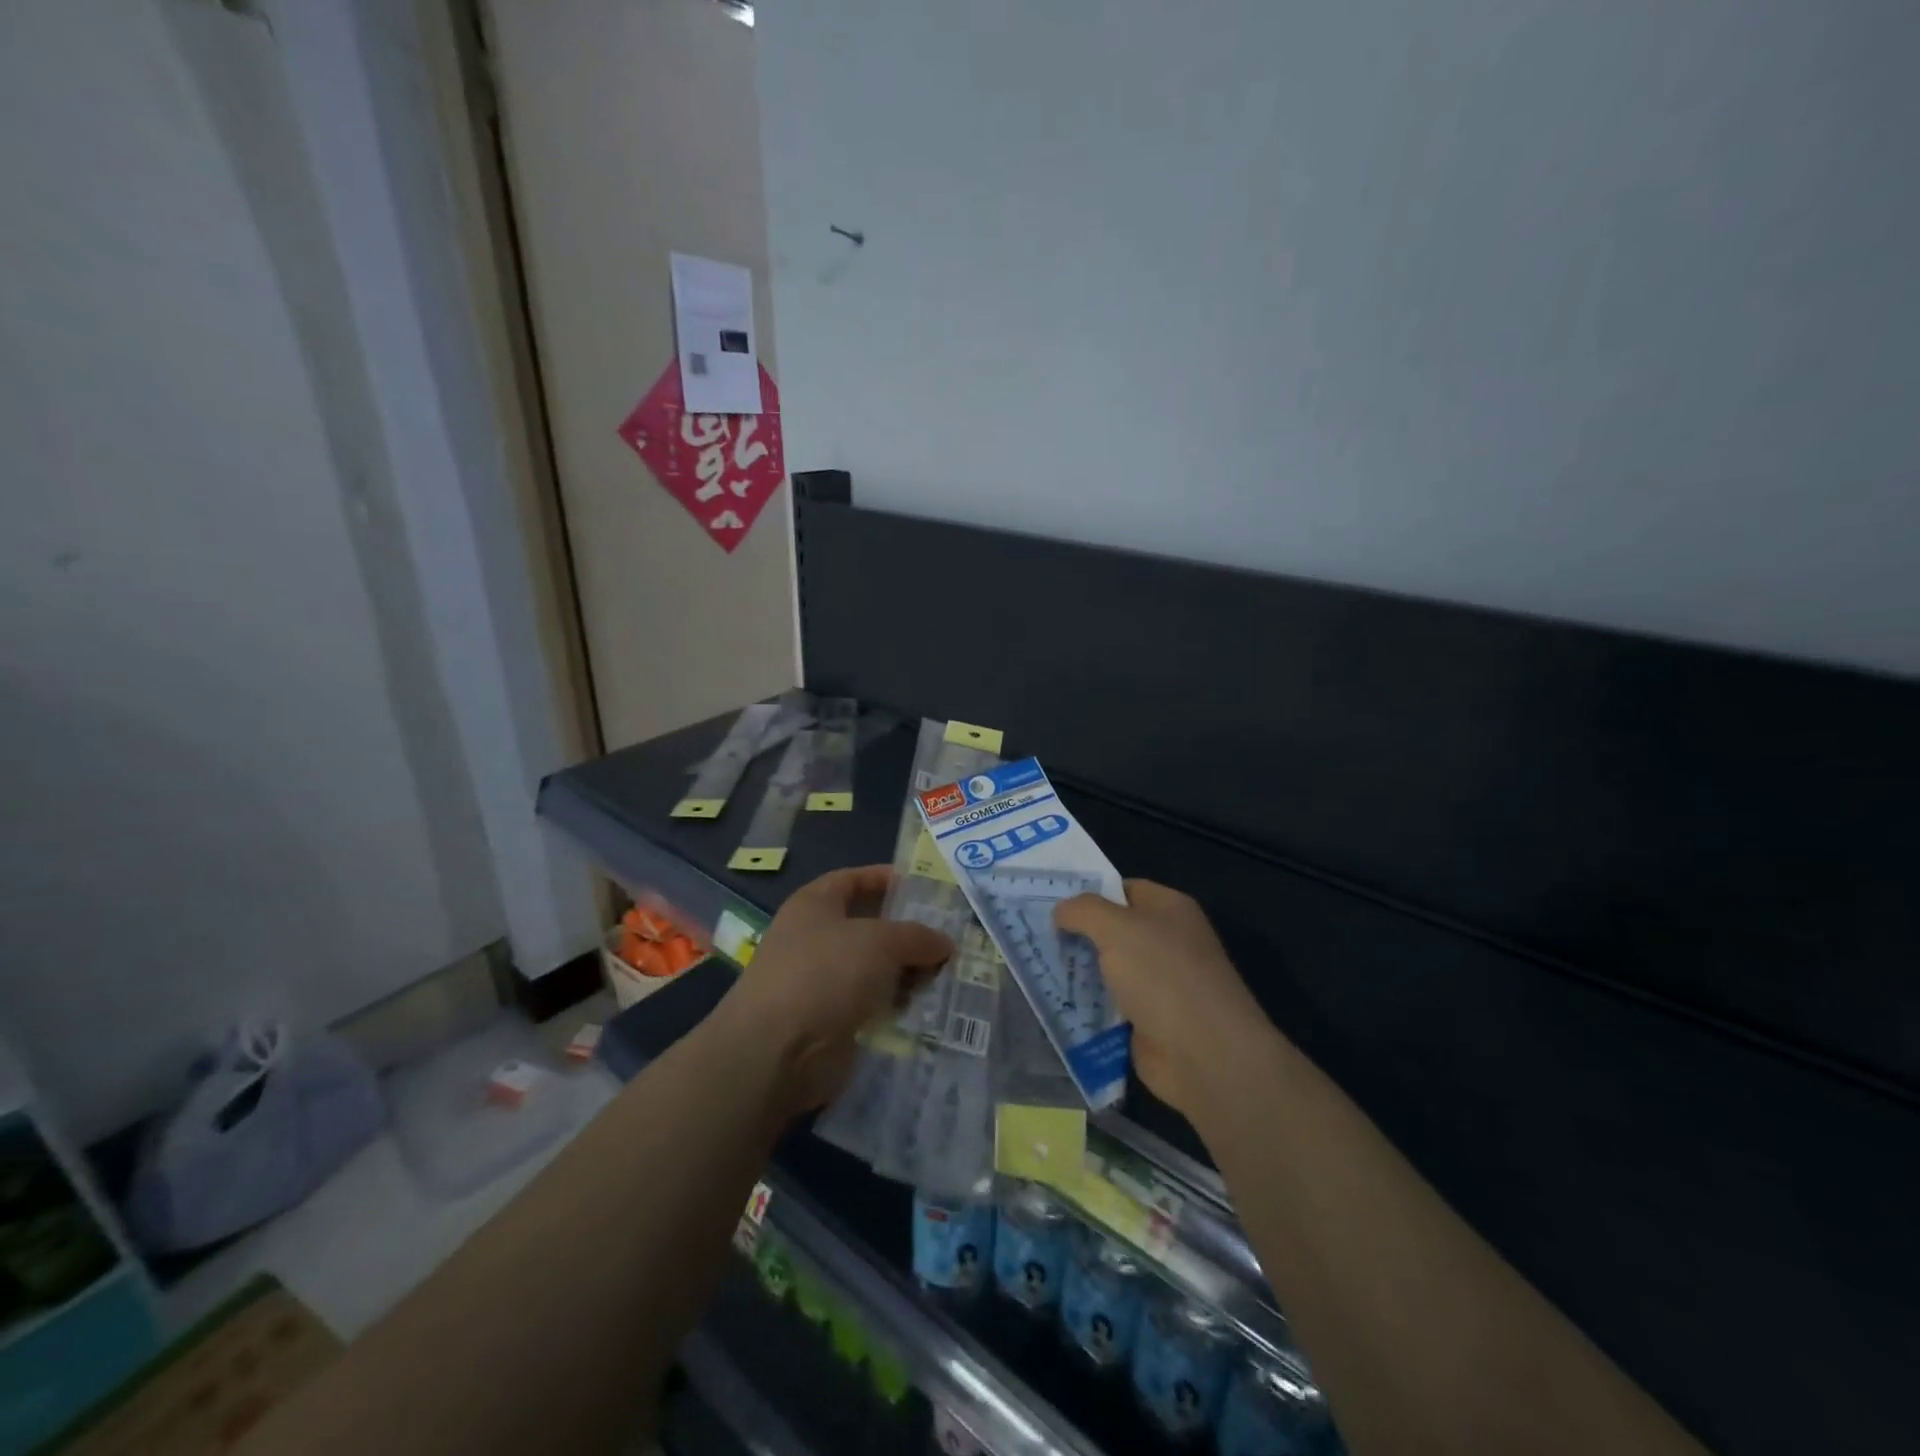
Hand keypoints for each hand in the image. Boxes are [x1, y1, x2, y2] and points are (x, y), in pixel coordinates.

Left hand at [715, 866, 952, 1113]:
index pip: (853, 879)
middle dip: (908, 933)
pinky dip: (897, 1008)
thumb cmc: (825, 974)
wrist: (776, 1053)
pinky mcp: (829, 1023)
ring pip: (874, 971)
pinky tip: (929, 1010)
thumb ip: (916, 936)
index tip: (926, 888)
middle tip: (951, 937)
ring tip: (951, 976)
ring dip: (907, 974)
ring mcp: (820, 983)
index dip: (887, 879)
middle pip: (869, 928)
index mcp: (814, 905)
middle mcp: (814, 939)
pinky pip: (872, 1007)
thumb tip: (943, 944)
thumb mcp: (881, 941)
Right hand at [1055, 881, 1273, 1121]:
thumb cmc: (1163, 976)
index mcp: (1169, 909)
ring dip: (1077, 972)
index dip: (1087, 894)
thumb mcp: (1117, 928)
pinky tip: (1054, 1003)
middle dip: (1077, 934)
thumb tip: (1060, 911)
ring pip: (1107, 969)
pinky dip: (1086, 1006)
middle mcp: (1166, 942)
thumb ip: (1083, 911)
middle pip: (1112, 931)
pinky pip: (1108, 1005)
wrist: (1204, 1055)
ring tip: (1034, 968)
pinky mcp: (1148, 1021)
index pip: (1122, 889)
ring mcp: (1158, 984)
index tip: (1048, 903)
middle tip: (1034, 935)